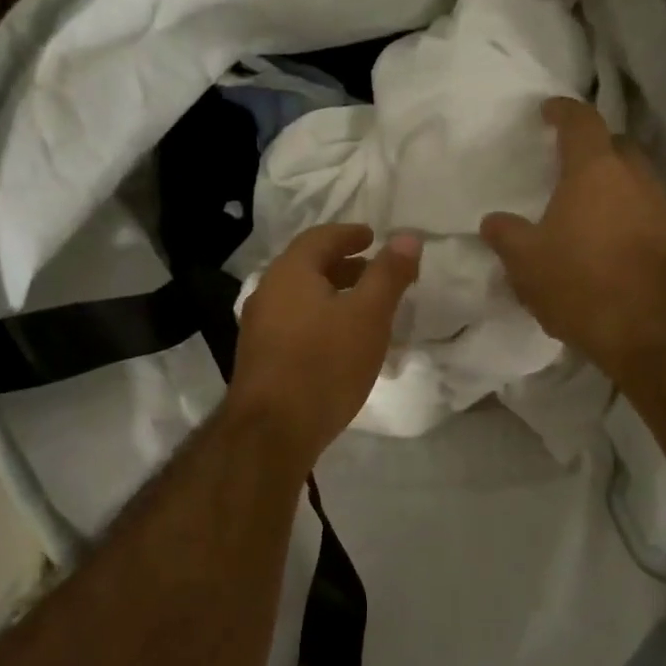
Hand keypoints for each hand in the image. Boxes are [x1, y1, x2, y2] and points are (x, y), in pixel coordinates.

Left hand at [227, 224, 421, 469]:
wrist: (272, 430)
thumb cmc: (325, 364)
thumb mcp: (368, 315)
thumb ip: (388, 274)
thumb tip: (407, 237)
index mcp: (290, 272)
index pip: (321, 238)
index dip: (349, 234)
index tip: (372, 237)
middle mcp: (267, 292)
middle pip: (308, 267)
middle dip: (343, 266)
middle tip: (374, 273)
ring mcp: (258, 327)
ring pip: (301, 298)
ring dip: (332, 296)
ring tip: (364, 310)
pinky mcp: (260, 357)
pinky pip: (294, 324)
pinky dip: (320, 320)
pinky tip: (340, 344)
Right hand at [480, 97, 665, 374]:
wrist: (650, 328)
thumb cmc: (580, 282)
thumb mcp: (526, 261)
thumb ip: (506, 235)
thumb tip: (493, 221)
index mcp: (594, 170)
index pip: (581, 121)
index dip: (562, 111)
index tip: (548, 111)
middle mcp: (634, 177)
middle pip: (615, 146)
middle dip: (593, 148)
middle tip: (567, 162)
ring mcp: (660, 207)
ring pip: (634, 180)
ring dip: (611, 185)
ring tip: (584, 206)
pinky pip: (644, 212)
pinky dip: (624, 216)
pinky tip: (606, 241)